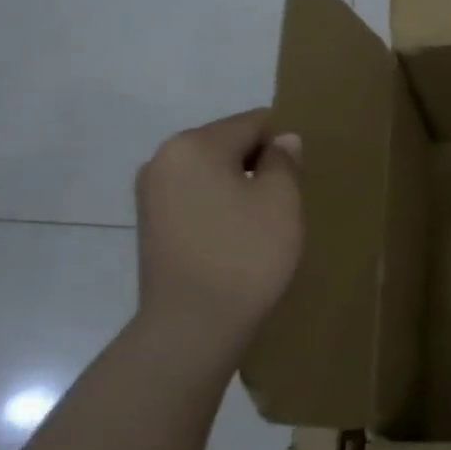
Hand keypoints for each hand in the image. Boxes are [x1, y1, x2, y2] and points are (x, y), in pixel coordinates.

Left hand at [134, 110, 302, 353]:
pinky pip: (196, 198)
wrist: (193, 326)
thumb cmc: (245, 254)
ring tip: (261, 222)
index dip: (283, 144)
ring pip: (211, 173)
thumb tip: (282, 141)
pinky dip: (220, 207)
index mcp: (194, 144)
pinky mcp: (151, 224)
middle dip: (258, 164)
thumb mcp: (282, 200)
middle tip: (285, 201)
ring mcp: (151, 193)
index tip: (299, 175)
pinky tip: (237, 237)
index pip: (253, 123)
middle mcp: (163, 159)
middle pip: (228, 144)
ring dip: (239, 187)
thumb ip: (284, 160)